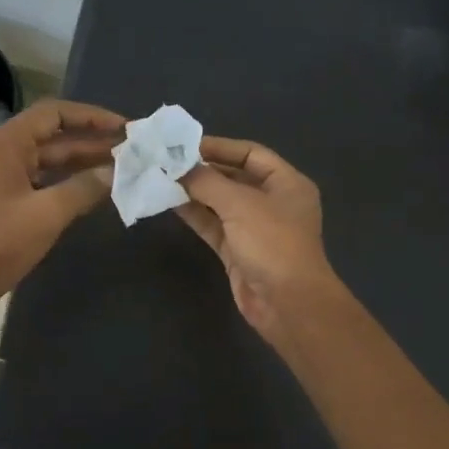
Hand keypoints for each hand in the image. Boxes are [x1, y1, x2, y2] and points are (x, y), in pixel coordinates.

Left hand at [0, 99, 123, 319]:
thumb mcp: (47, 213)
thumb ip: (83, 187)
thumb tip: (114, 172)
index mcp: (8, 144)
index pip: (54, 113)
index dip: (91, 116)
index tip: (124, 128)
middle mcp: (6, 152)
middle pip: (55, 136)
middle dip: (93, 141)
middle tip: (133, 150)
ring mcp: (6, 177)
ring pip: (52, 160)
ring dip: (85, 161)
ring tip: (124, 167)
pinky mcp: (8, 200)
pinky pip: (45, 180)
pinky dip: (71, 181)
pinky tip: (97, 189)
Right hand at [174, 136, 341, 341]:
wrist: (287, 303)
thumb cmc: (272, 243)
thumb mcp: (240, 204)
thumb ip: (207, 181)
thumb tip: (178, 167)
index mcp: (286, 182)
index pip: (250, 153)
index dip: (218, 147)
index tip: (183, 144)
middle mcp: (272, 202)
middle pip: (234, 177)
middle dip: (202, 170)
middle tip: (166, 161)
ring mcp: (255, 228)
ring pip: (220, 202)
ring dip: (193, 192)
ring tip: (161, 179)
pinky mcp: (238, 251)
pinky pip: (213, 225)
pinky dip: (194, 214)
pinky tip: (169, 203)